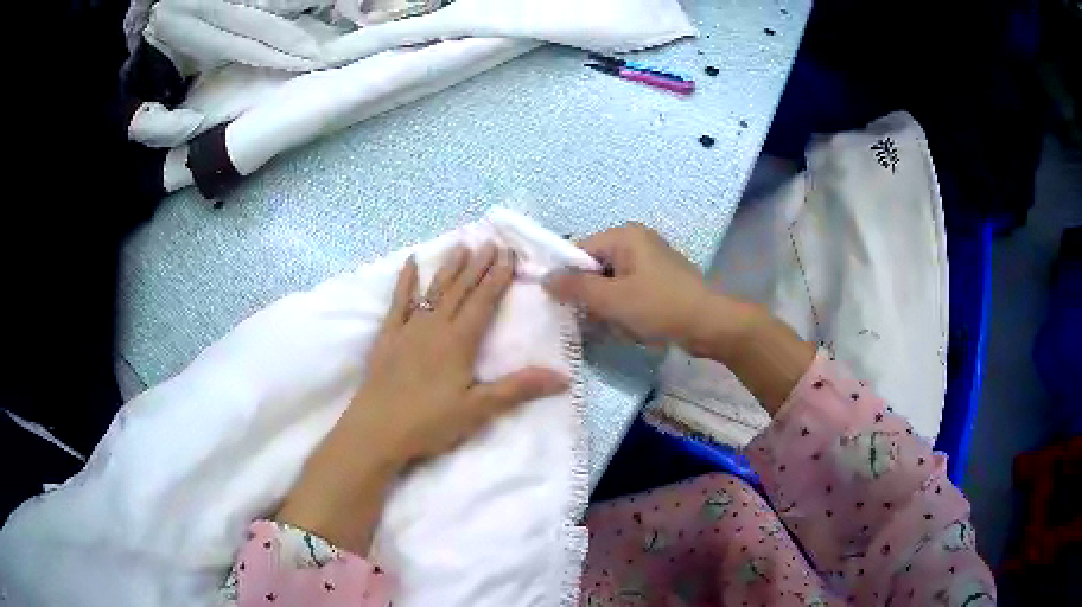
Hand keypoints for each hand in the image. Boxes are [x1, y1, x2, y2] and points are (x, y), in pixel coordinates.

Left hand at [277, 245, 568, 552]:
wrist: (377, 430)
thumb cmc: (430, 422)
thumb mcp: (478, 409)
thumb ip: (518, 389)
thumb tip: (564, 378)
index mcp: (459, 342)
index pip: (483, 302)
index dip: (497, 278)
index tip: (509, 254)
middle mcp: (435, 327)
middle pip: (460, 290)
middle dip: (478, 266)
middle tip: (491, 243)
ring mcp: (408, 329)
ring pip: (434, 291)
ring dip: (449, 268)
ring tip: (462, 246)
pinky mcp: (388, 336)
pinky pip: (398, 302)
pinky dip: (405, 281)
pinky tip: (411, 262)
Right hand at [545, 223, 813, 412]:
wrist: (711, 325)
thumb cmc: (660, 306)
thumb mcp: (613, 300)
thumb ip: (575, 288)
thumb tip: (544, 279)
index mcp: (625, 236)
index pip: (579, 251)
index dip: (568, 278)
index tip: (563, 305)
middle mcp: (636, 242)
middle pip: (595, 269)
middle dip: (594, 298)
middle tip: (599, 319)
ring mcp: (649, 262)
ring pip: (611, 285)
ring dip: (610, 309)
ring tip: (622, 325)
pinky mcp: (658, 281)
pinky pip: (629, 293)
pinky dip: (626, 311)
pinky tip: (635, 328)